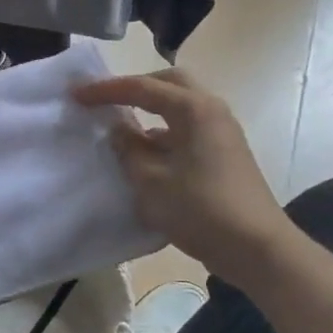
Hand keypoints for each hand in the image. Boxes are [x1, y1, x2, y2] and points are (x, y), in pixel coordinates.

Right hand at [75, 69, 295, 286]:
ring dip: (150, 110)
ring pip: (180, 107)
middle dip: (135, 87)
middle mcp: (211, 111)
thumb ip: (128, 149)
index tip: (76, 94)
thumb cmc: (201, 209)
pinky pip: (187, 129)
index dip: (105, 90)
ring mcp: (222, 132)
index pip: (142, 88)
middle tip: (106, 99)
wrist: (257, 248)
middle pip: (170, 84)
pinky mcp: (225, 153)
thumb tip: (118, 129)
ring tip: (120, 127)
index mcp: (193, 110)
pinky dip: (163, 132)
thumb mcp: (151, 181)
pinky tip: (145, 153)